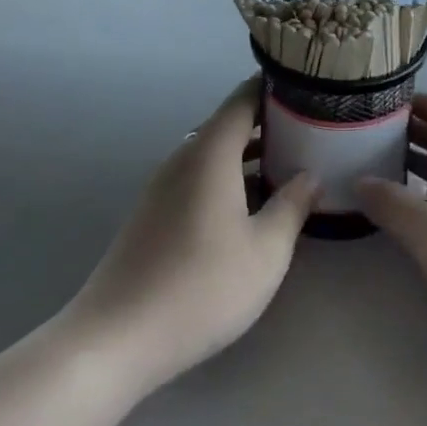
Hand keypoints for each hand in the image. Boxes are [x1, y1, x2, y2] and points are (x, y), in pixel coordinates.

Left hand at [66, 79, 319, 395]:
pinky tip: (248, 204)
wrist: (115, 338)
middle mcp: (183, 157)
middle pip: (228, 123)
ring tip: (288, 164)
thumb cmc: (201, 287)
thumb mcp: (265, 251)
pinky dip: (227, 174)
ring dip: (248, 152)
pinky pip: (197, 175)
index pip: (244, 98)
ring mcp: (162, 185)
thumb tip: (310, 175)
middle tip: (311, 129)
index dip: (275, 87)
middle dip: (268, 122)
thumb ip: (292, 206)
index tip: (308, 87)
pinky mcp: (152, 212)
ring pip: (212, 151)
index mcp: (210, 153)